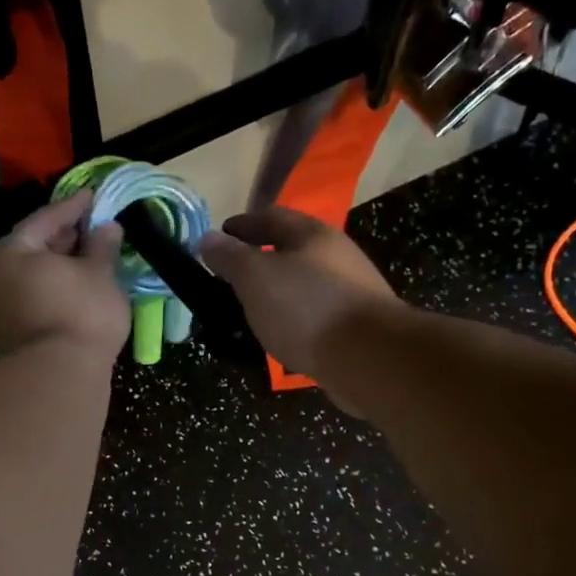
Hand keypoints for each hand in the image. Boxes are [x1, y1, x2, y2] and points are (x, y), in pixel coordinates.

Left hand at [0, 192, 129, 362]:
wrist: (57, 380)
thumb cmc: (80, 315)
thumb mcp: (99, 275)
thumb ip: (102, 247)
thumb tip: (107, 227)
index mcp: (10, 253)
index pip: (44, 219)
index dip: (73, 207)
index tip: (95, 197)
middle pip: (32, 250)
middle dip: (64, 240)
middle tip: (93, 230)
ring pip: (31, 280)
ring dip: (59, 270)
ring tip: (89, 264)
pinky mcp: (7, 340)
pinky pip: (33, 304)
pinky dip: (54, 294)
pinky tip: (77, 296)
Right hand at [199, 209, 404, 381]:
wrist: (368, 357)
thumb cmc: (306, 308)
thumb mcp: (256, 277)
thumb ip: (230, 257)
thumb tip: (207, 239)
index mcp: (312, 235)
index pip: (271, 218)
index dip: (242, 225)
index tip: (220, 236)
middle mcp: (336, 256)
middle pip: (292, 250)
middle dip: (261, 259)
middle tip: (231, 277)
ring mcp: (350, 293)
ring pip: (304, 285)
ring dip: (278, 292)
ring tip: (251, 310)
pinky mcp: (355, 327)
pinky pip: (315, 315)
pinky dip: (293, 319)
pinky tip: (281, 335)